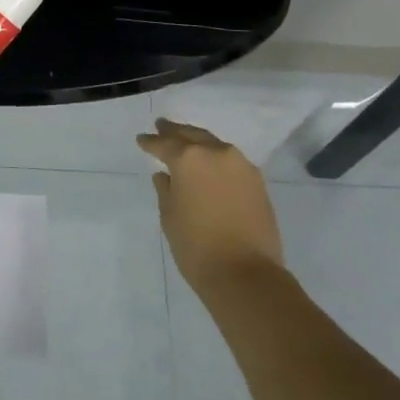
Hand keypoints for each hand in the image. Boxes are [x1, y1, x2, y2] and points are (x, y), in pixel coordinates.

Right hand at [137, 117, 284, 291]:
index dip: (150, 142)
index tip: (141, 139)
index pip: (164, 143)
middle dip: (175, 131)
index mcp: (189, 158)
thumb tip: (165, 175)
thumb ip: (166, 190)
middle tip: (162, 126)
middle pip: (192, 135)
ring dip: (199, 142)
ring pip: (214, 145)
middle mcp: (217, 153)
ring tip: (186, 143)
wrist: (245, 273)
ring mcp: (241, 166)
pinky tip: (210, 165)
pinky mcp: (257, 182)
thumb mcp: (170, 216)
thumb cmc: (196, 246)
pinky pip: (231, 160)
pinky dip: (217, 158)